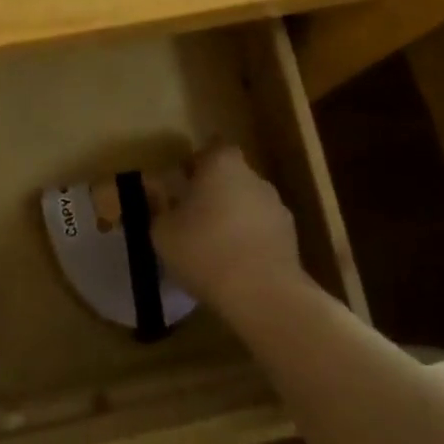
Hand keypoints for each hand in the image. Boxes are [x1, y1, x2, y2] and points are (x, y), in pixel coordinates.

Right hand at [152, 144, 305, 316]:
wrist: (263, 294)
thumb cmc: (204, 250)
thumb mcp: (162, 231)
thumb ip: (156, 207)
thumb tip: (152, 191)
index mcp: (222, 164)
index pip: (212, 149)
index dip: (197, 163)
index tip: (182, 182)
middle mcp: (253, 176)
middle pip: (231, 176)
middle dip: (214, 192)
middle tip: (192, 216)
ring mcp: (277, 206)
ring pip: (248, 204)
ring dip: (233, 217)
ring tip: (213, 246)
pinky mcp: (291, 237)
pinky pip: (262, 230)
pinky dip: (249, 240)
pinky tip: (234, 265)